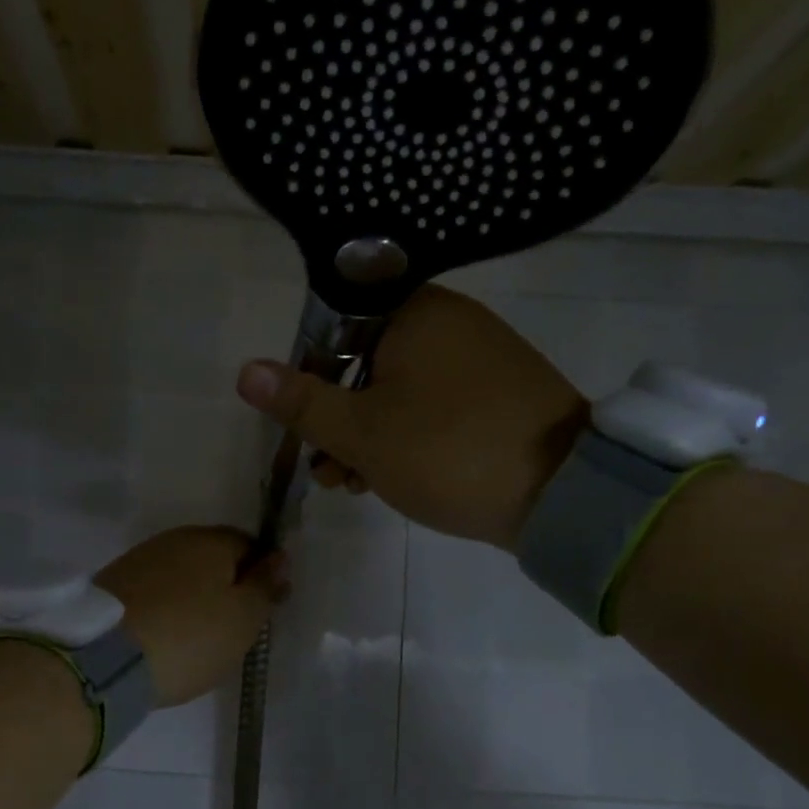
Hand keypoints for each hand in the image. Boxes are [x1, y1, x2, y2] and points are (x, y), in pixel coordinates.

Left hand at [96, 526, 287, 706]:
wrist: (104, 659)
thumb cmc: (189, 637)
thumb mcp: (243, 618)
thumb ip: (264, 585)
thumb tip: (280, 557)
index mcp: (212, 540)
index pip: (250, 545)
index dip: (260, 576)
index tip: (260, 611)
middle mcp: (175, 539)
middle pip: (213, 558)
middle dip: (226, 586)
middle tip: (231, 628)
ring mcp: (139, 559)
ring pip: (181, 574)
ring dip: (194, 597)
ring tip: (196, 637)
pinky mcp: (113, 584)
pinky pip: (154, 591)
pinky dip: (165, 608)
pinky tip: (165, 635)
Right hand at [234, 286, 589, 549]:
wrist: (563, 494)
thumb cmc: (448, 452)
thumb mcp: (363, 433)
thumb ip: (302, 402)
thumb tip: (245, 371)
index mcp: (415, 314)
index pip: (336, 329)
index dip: (310, 378)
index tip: (305, 427)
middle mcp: (449, 322)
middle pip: (365, 363)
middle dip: (338, 422)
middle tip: (329, 472)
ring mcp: (480, 357)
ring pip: (398, 390)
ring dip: (368, 437)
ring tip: (355, 486)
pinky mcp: (499, 393)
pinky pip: (435, 405)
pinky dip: (407, 437)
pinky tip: (394, 479)